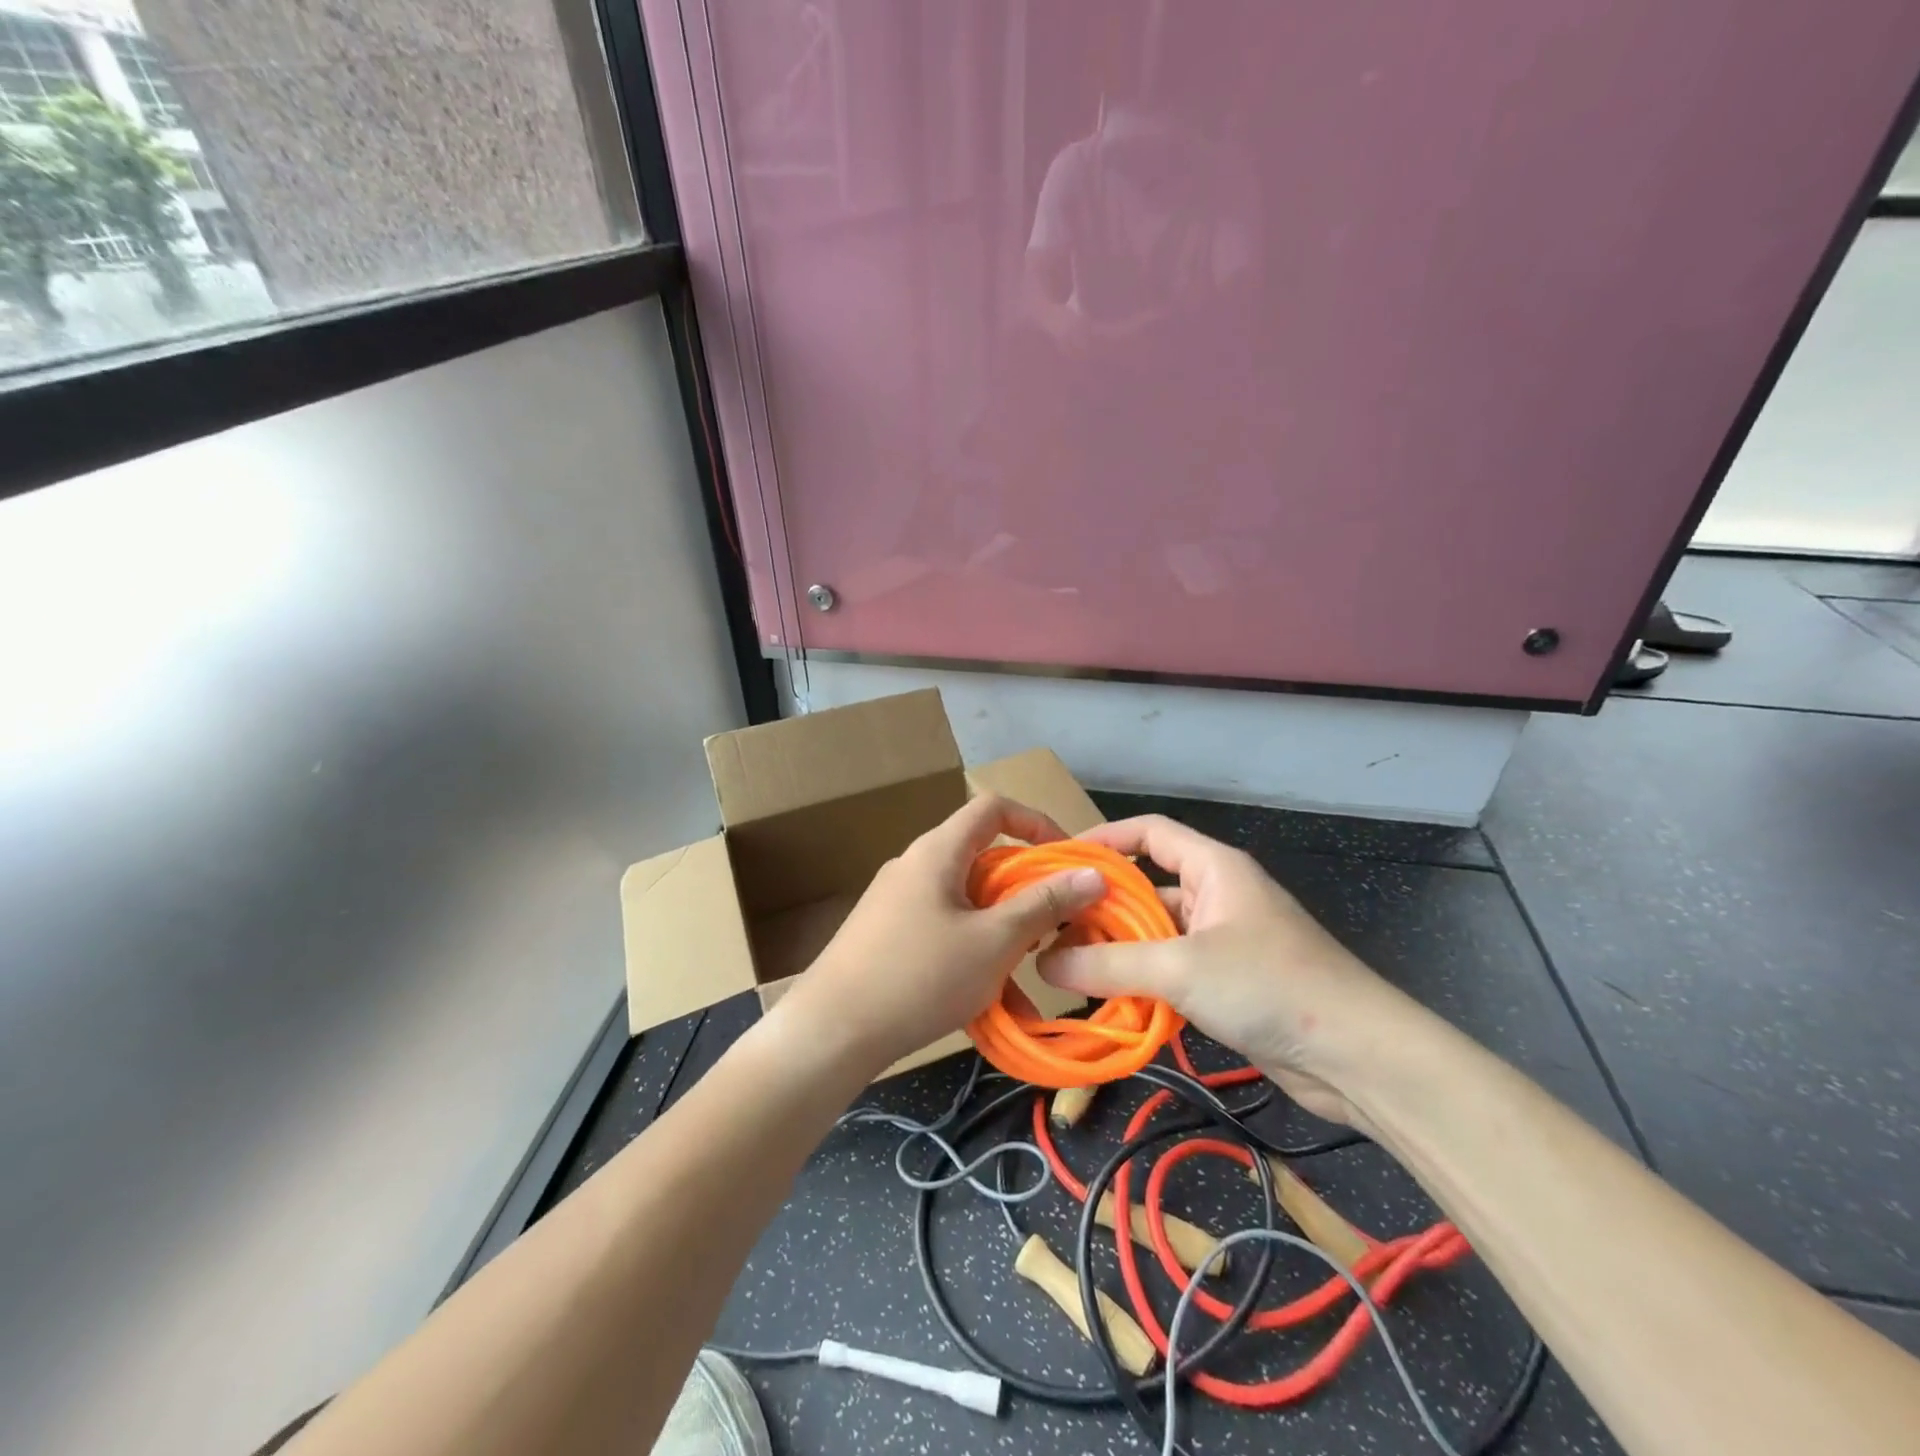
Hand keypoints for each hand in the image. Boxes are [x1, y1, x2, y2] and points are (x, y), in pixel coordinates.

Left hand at [778, 796, 1108, 1072]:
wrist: (830, 1031)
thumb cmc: (919, 976)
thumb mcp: (994, 942)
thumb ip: (1044, 905)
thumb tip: (1091, 873)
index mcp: (938, 851)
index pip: (993, 808)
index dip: (1036, 823)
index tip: (1068, 860)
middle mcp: (916, 866)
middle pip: (983, 859)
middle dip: (1025, 891)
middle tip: (1055, 926)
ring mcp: (898, 902)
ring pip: (967, 903)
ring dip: (1003, 933)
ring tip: (1030, 976)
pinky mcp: (887, 936)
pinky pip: (944, 931)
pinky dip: (974, 954)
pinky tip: (993, 1005)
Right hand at [1037, 815, 1426, 1127]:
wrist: (1358, 1056)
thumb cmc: (1269, 984)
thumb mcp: (1180, 968)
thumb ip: (1108, 964)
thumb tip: (1045, 961)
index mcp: (1213, 867)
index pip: (1149, 832)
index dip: (1104, 838)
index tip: (1059, 861)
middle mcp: (1217, 895)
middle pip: (1147, 885)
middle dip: (1101, 905)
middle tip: (1051, 926)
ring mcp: (1224, 940)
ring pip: (1156, 932)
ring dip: (1119, 949)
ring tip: (1069, 966)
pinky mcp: (1229, 982)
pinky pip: (1172, 969)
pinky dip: (1142, 981)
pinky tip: (1111, 1002)